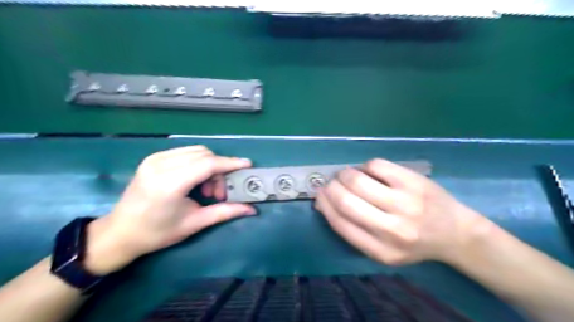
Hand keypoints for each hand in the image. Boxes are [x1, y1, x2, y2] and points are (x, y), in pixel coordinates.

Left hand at [84, 146, 255, 274]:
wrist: (119, 233)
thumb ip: (225, 212)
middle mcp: (161, 165)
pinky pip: (185, 153)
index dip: (230, 163)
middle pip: (204, 155)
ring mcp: (155, 158)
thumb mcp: (195, 223)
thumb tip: (252, 209)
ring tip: (206, 189)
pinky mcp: (153, 158)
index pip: (208, 164)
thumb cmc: (157, 233)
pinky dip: (198, 163)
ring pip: (196, 151)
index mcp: (169, 183)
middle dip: (219, 170)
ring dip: (209, 166)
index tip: (247, 165)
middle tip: (219, 193)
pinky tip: (195, 181)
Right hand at [314, 158, 493, 266]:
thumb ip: (352, 229)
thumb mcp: (381, 250)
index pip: (340, 223)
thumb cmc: (412, 243)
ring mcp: (405, 203)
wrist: (455, 233)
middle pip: (346, 200)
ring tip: (346, 175)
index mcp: (381, 251)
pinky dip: (364, 166)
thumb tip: (322, 202)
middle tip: (331, 182)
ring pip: (358, 179)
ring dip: (345, 174)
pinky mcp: (414, 181)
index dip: (324, 204)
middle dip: (331, 187)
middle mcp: (393, 229)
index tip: (319, 195)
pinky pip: (376, 165)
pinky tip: (368, 171)